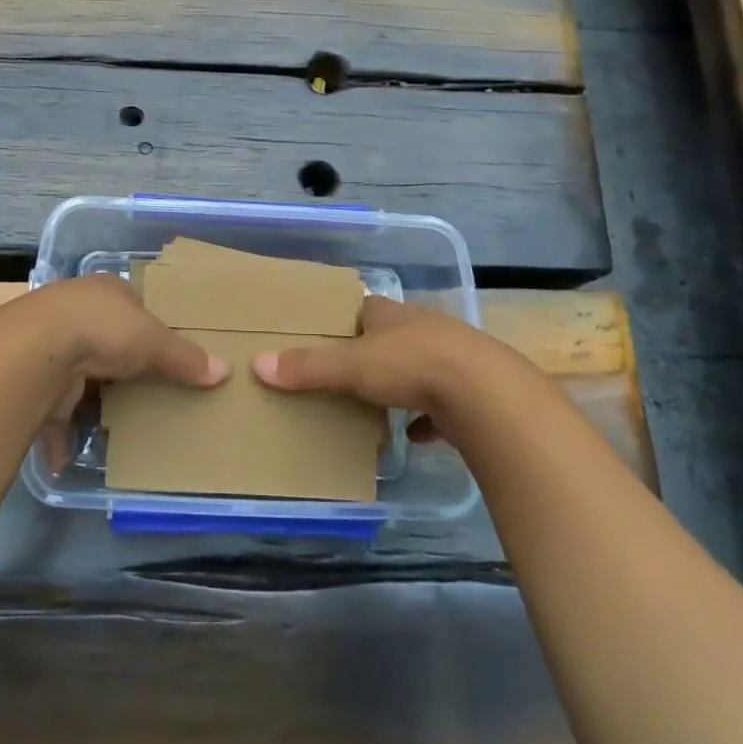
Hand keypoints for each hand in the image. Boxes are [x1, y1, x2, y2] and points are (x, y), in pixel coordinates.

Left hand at [20, 275, 228, 468]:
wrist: (36, 350)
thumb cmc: (103, 330)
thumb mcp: (154, 341)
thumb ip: (185, 358)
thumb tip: (224, 372)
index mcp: (106, 292)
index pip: (130, 304)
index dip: (147, 324)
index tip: (161, 349)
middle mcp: (74, 313)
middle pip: (103, 341)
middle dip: (118, 367)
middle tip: (144, 391)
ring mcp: (50, 347)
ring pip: (75, 376)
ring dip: (87, 402)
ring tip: (113, 426)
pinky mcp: (32, 383)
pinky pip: (51, 413)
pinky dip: (59, 436)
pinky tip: (68, 457)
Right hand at [251, 296, 519, 430]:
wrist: (485, 393)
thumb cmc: (411, 365)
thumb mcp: (351, 366)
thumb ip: (308, 367)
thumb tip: (257, 363)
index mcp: (393, 316)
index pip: (365, 308)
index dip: (346, 320)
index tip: (327, 335)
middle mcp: (423, 329)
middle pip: (392, 336)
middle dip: (373, 352)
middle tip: (346, 373)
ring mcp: (451, 359)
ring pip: (420, 367)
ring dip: (402, 383)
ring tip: (376, 403)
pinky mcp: (471, 391)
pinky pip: (442, 404)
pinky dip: (427, 417)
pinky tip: (414, 435)